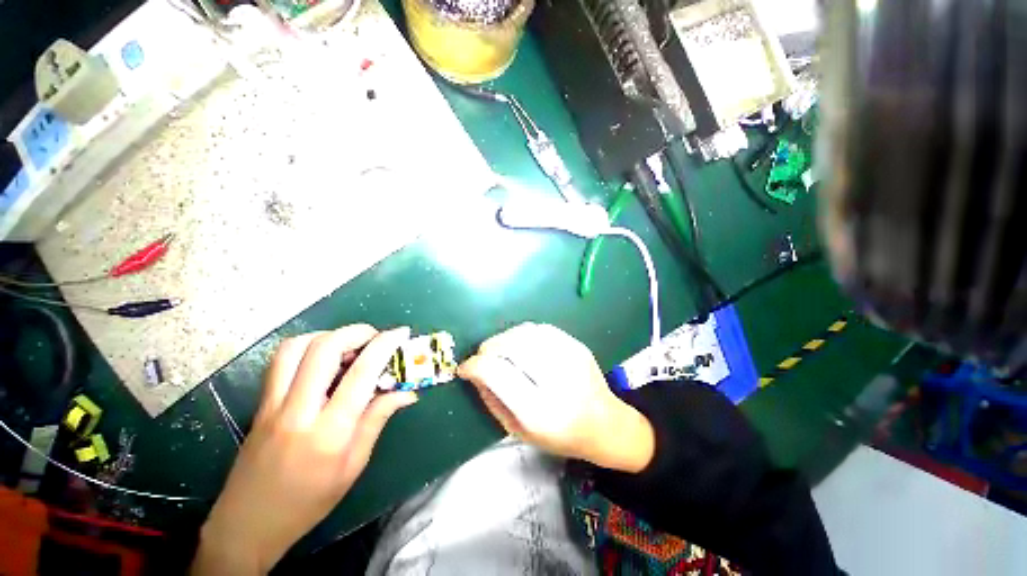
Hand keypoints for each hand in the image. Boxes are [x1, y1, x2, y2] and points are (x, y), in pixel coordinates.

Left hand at [193, 325, 416, 574]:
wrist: (248, 524)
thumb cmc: (309, 501)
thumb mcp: (353, 466)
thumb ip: (378, 420)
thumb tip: (407, 392)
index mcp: (329, 432)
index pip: (361, 374)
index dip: (384, 346)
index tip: (401, 333)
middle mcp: (298, 411)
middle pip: (324, 349)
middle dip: (356, 332)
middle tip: (375, 337)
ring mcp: (272, 405)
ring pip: (296, 348)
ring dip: (329, 335)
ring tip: (349, 345)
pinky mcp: (260, 403)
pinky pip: (281, 361)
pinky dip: (306, 346)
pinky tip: (322, 358)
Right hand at [458, 323, 653, 472]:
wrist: (605, 425)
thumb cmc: (559, 436)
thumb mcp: (518, 430)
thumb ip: (492, 400)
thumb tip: (473, 372)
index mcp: (539, 411)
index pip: (496, 373)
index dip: (474, 365)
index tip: (465, 368)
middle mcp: (556, 380)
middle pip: (510, 346)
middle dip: (488, 348)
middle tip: (483, 357)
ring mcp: (570, 359)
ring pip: (525, 332)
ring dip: (504, 338)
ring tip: (500, 350)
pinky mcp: (577, 346)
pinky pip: (541, 329)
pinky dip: (523, 333)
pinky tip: (521, 345)